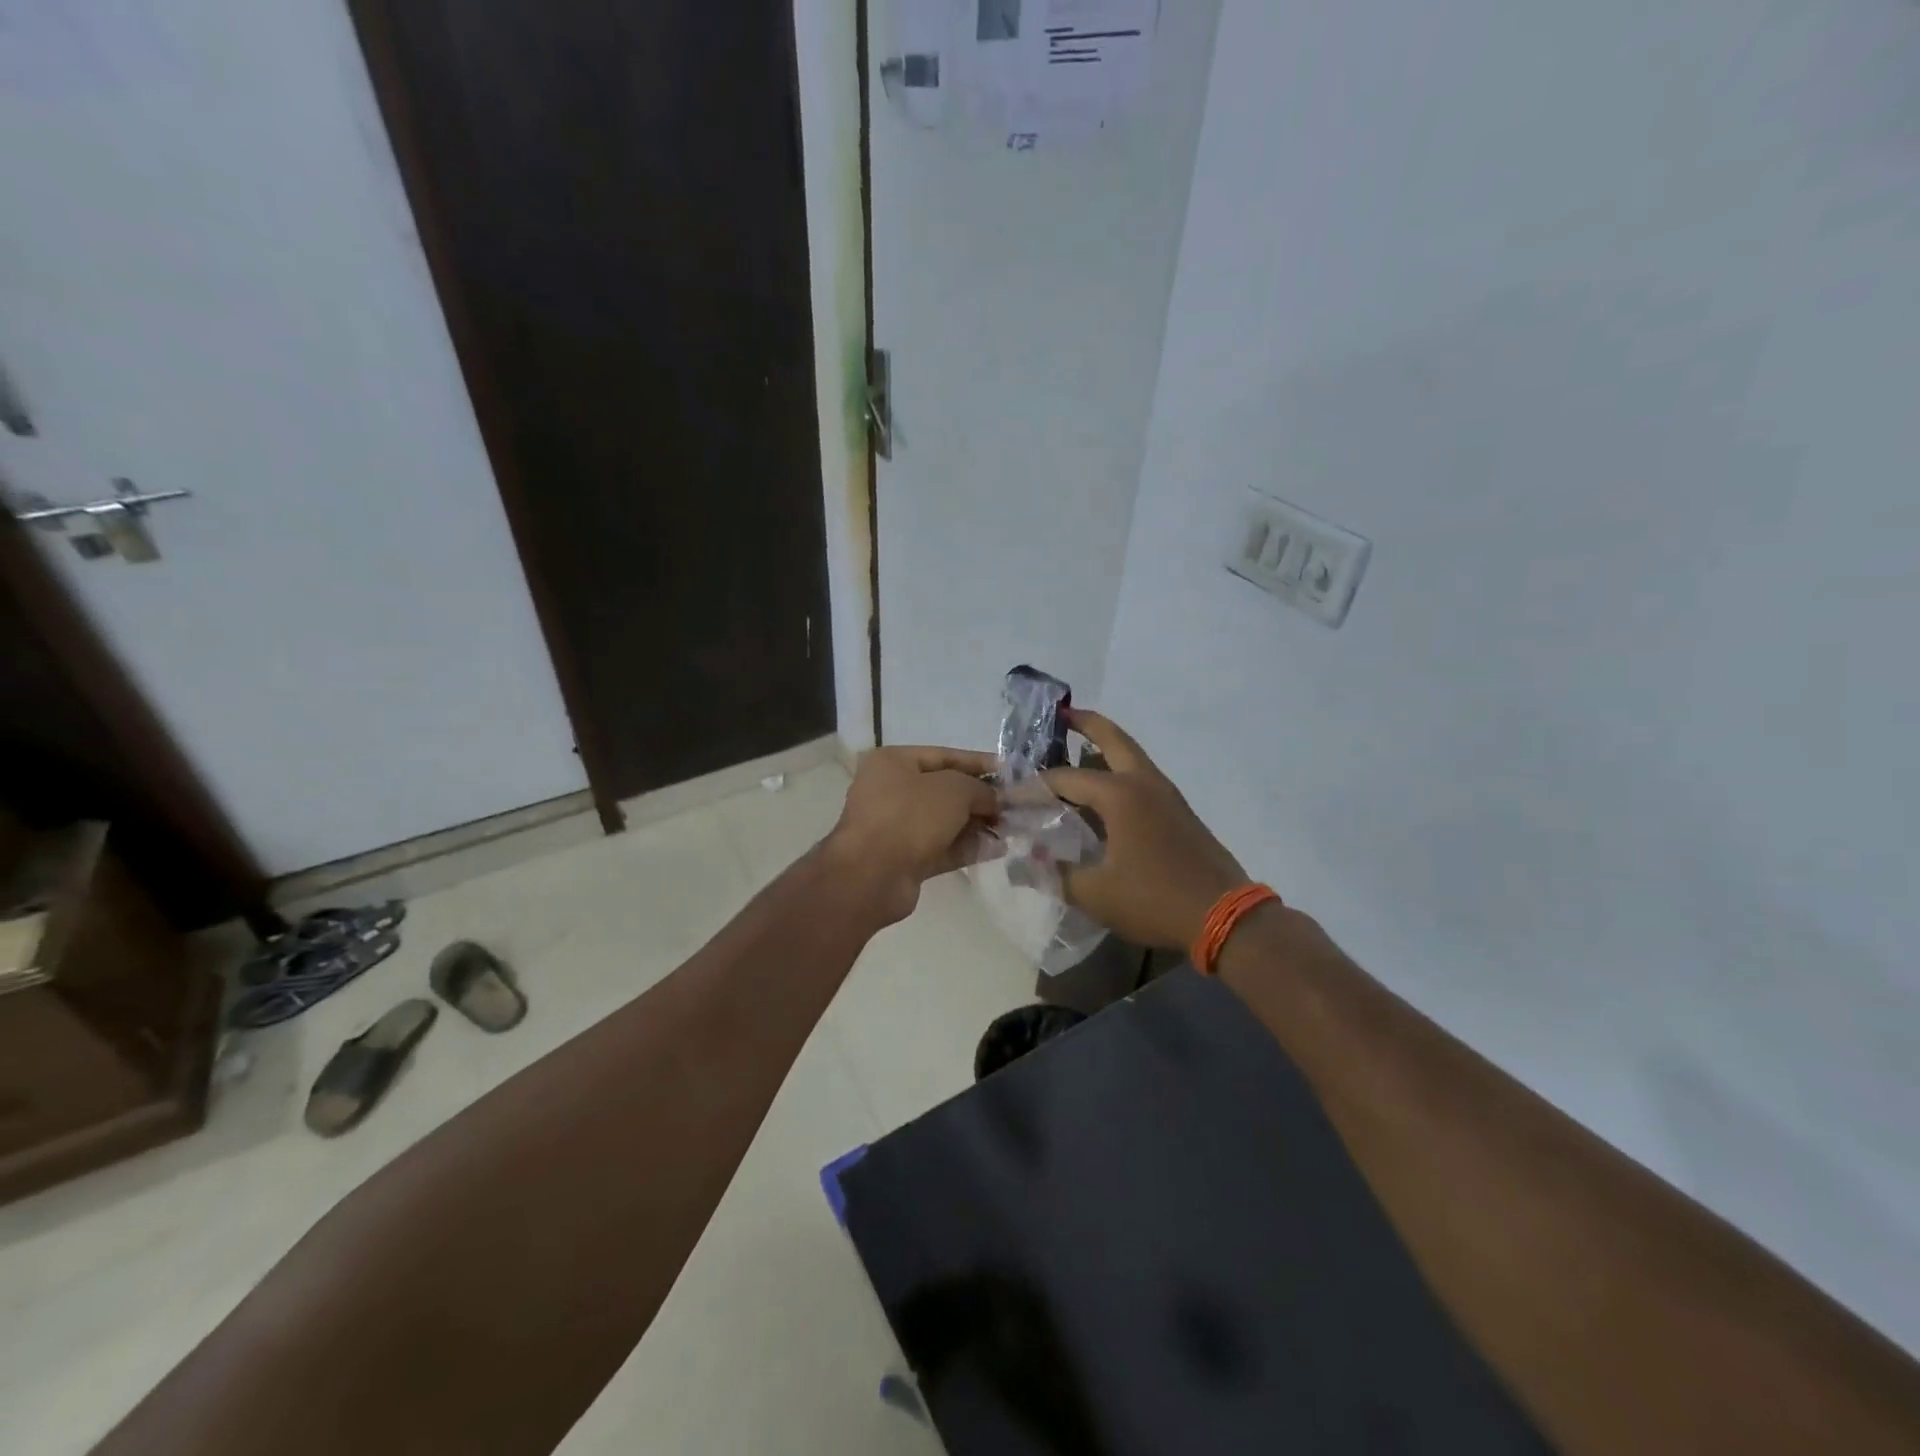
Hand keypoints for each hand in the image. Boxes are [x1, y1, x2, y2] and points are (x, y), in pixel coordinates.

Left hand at [821, 745, 999, 925]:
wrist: (871, 874)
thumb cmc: (910, 816)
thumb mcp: (953, 790)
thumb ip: (980, 789)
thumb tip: (995, 799)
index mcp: (894, 763)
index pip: (944, 756)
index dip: (979, 763)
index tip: (1010, 772)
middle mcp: (891, 791)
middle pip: (945, 790)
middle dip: (981, 798)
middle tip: (1015, 806)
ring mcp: (896, 827)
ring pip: (945, 821)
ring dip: (978, 824)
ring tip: (1013, 828)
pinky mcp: (904, 858)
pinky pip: (942, 847)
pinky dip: (967, 847)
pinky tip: (998, 849)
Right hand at [1044, 711, 1248, 951]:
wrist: (1224, 916)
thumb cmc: (1155, 899)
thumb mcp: (1096, 894)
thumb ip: (1056, 875)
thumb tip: (1027, 862)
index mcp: (1120, 795)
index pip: (1064, 779)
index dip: (1032, 787)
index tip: (1008, 796)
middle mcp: (1143, 783)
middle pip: (1112, 739)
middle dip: (1085, 723)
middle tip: (1061, 714)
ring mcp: (1166, 794)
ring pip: (1131, 756)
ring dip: (1105, 746)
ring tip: (1077, 750)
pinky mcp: (1178, 811)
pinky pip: (1141, 777)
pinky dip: (1119, 771)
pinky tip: (1104, 795)